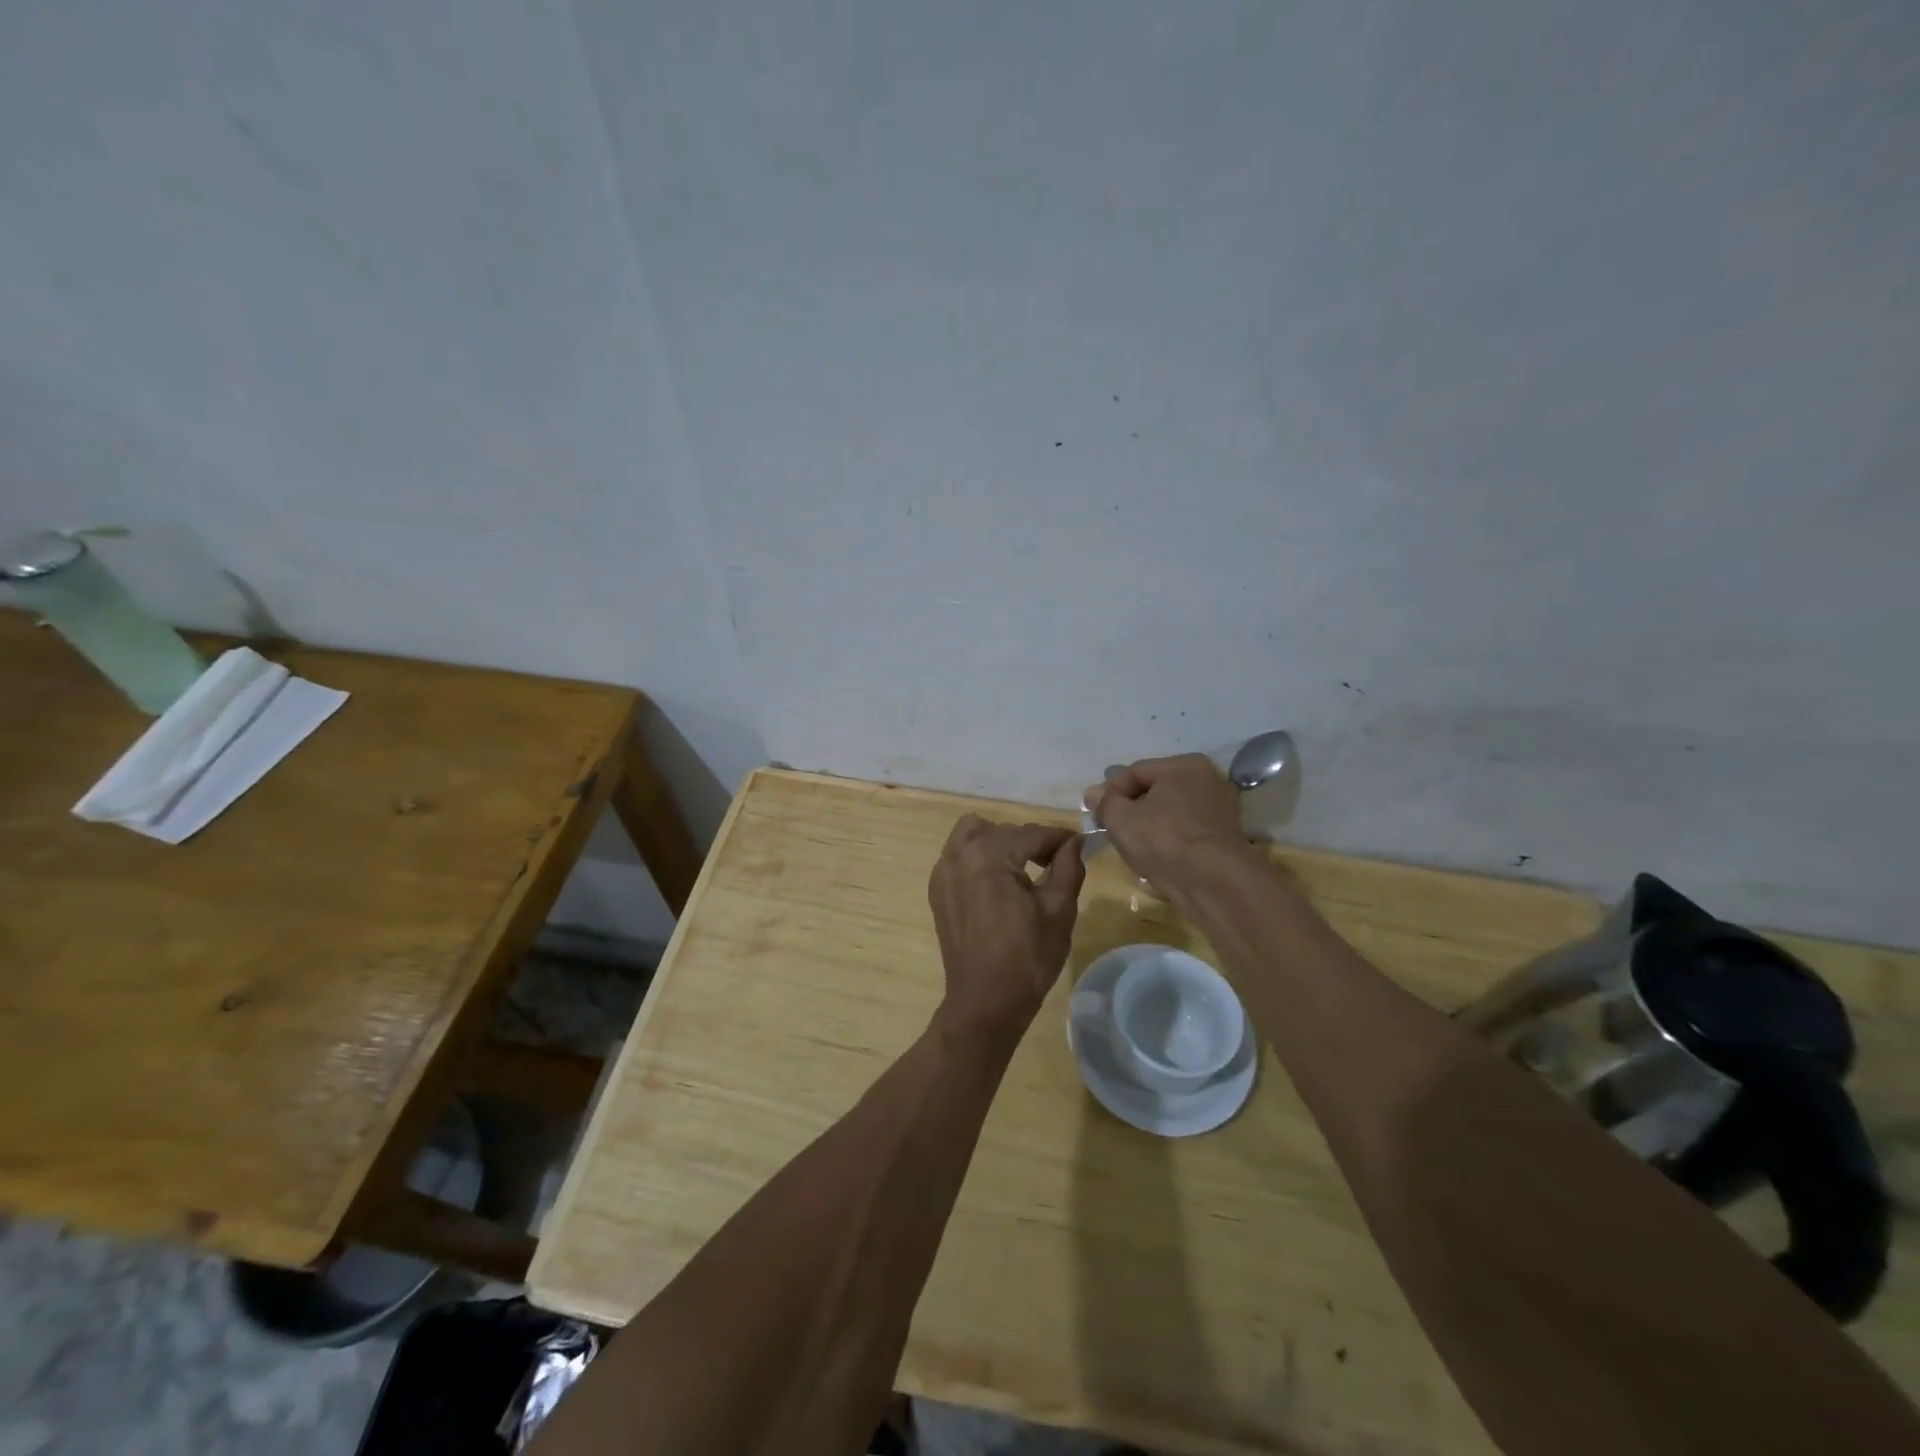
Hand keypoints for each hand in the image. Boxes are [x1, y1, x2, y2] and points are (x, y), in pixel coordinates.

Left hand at [927, 816, 1084, 1052]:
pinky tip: (999, 881)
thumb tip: (1074, 841)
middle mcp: (959, 854)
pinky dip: (979, 856)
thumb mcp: (1059, 910)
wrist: (986, 1002)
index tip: (1080, 843)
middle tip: (1057, 862)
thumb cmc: (1027, 958)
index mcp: (989, 856)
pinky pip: (958, 854)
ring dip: (1001, 842)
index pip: (1032, 833)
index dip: (1059, 837)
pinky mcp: (938, 889)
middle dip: (1032, 842)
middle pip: (1004, 831)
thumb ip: (1068, 866)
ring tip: (1024, 867)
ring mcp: (943, 871)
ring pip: (974, 834)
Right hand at [1083, 754, 1245, 891]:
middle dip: (1132, 810)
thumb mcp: (1120, 818)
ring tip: (1135, 849)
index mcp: (1184, 765)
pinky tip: (1158, 859)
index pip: (1135, 772)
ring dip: (1150, 828)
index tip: (1098, 816)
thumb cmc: (1163, 840)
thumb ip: (1104, 802)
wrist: (1212, 883)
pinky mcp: (1226, 839)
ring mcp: (1221, 810)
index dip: (1111, 793)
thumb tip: (1094, 793)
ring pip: (1171, 814)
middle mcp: (1208, 780)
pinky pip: (1186, 833)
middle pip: (1155, 792)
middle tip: (1114, 832)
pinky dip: (1170, 842)